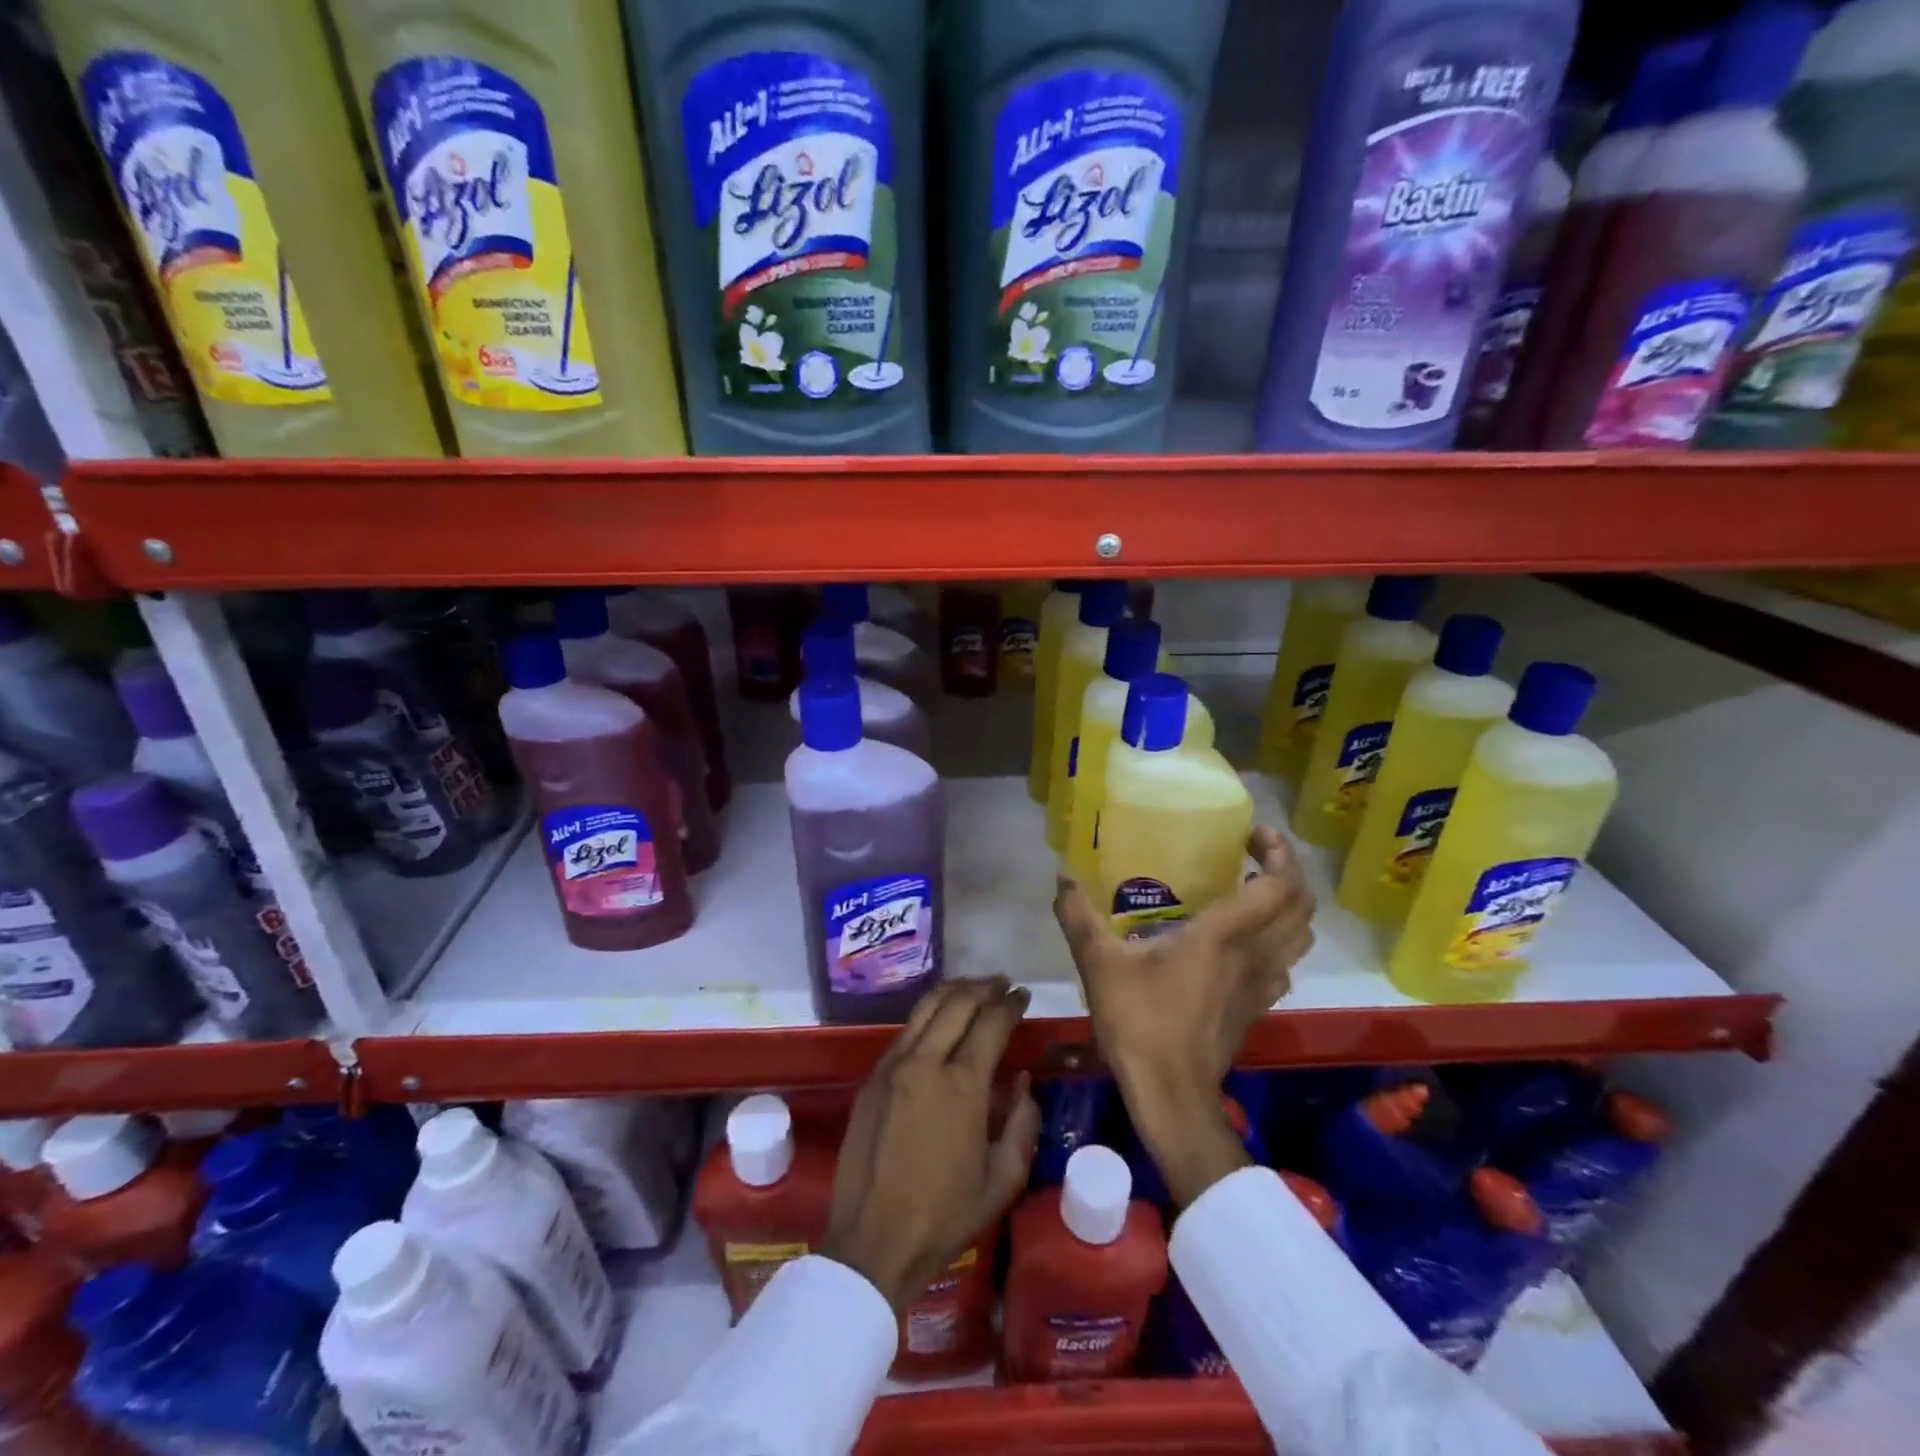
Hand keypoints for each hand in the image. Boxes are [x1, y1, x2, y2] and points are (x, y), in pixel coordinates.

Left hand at [822, 979, 1041, 1312]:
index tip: (1023, 995)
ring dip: (953, 992)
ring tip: (973, 988)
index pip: (990, 1023)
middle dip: (984, 988)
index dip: (1011, 1004)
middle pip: (957, 1004)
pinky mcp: (872, 1078)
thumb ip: (1021, 1126)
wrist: (872, 1242)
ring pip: (925, 1009)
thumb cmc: (943, 1218)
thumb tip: (1024, 1084)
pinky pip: (904, 1032)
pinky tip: (938, 1021)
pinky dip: (927, 1016)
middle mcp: (925, 1063)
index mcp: (961, 1086)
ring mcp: (892, 1067)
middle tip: (1002, 984)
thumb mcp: (1001, 1181)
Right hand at [1053, 827, 1314, 1206]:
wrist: (1171, 1094)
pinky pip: (1285, 963)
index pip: (1278, 886)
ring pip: (1301, 936)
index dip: (1278, 852)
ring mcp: (1262, 984)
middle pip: (1302, 906)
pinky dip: (1280, 940)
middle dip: (1289, 871)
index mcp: (1224, 936)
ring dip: (1290, 906)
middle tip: (1254, 854)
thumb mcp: (1098, 964)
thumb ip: (1078, 917)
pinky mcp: (1258, 1007)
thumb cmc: (1138, 1022)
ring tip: (1254, 890)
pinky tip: (1245, 941)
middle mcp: (1254, 954)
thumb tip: (1061, 877)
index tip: (1253, 833)